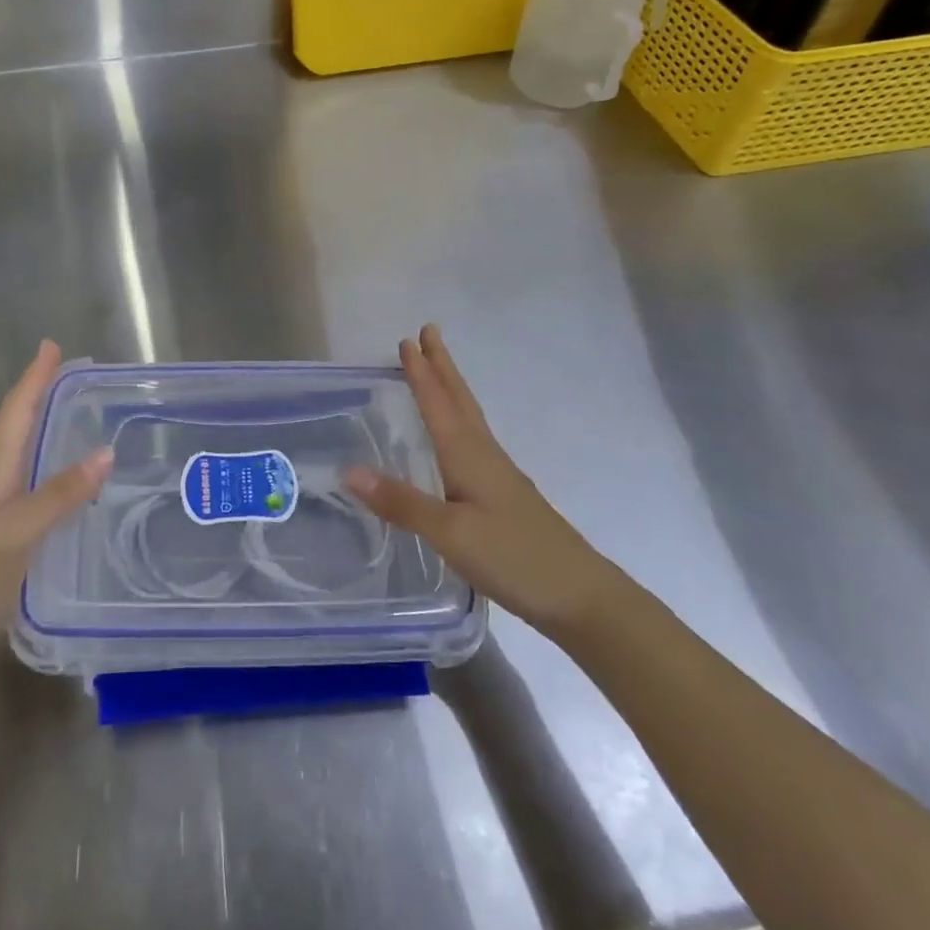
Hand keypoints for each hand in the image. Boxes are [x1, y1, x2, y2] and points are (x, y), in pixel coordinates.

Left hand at [0, 340, 111, 663]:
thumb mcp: (19, 531)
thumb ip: (61, 493)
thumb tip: (106, 451)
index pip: (17, 411)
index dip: (34, 378)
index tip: (52, 346)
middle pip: (19, 424)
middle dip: (43, 394)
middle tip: (75, 374)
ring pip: (24, 451)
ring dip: (47, 425)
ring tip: (78, 412)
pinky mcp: (3, 528)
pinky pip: (32, 479)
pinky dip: (52, 462)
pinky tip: (71, 476)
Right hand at [344, 326, 617, 635]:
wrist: (580, 595)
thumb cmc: (513, 557)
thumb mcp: (450, 534)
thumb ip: (401, 502)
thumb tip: (349, 470)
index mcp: (468, 455)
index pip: (438, 403)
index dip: (421, 373)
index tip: (407, 340)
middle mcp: (484, 455)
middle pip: (459, 400)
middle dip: (441, 366)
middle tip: (428, 333)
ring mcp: (499, 475)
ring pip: (469, 418)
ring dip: (450, 389)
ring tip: (436, 372)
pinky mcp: (505, 495)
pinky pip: (473, 441)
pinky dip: (458, 421)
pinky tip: (456, 439)